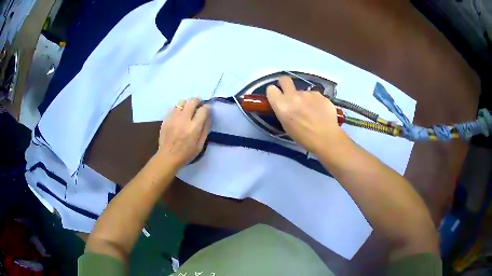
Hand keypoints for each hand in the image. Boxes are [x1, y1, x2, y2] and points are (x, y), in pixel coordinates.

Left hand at [157, 98, 209, 167]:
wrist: (168, 157)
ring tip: (188, 109)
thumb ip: (205, 129)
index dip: (207, 107)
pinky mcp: (166, 119)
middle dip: (198, 101)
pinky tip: (180, 115)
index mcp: (193, 128)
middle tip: (199, 106)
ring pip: (182, 102)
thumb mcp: (200, 145)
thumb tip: (208, 116)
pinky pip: (174, 108)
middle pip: (192, 101)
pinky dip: (179, 109)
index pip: (203, 110)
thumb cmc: (186, 154)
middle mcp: (183, 120)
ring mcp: (173, 118)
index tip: (207, 109)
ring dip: (187, 104)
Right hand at [266, 76, 345, 151]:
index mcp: (281, 105)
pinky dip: (316, 102)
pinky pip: (315, 96)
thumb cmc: (303, 137)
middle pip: (284, 79)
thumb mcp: (286, 126)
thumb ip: (284, 111)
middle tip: (290, 94)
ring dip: (305, 98)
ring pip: (303, 91)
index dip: (274, 93)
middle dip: (285, 84)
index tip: (278, 98)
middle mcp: (293, 95)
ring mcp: (308, 93)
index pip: (271, 89)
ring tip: (312, 112)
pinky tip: (321, 112)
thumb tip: (287, 106)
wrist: (326, 137)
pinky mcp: (320, 94)